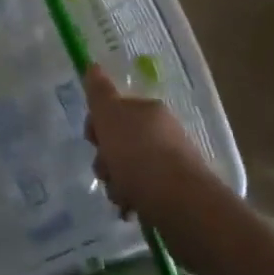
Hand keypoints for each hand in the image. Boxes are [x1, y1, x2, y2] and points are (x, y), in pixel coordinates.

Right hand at [83, 65, 211, 224]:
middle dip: (106, 159)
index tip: (93, 140)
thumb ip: (100, 93)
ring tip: (121, 196)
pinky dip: (134, 199)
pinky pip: (144, 191)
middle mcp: (162, 131)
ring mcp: (171, 162)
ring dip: (117, 183)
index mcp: (148, 110)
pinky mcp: (176, 191)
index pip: (114, 111)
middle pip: (120, 142)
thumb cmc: (139, 156)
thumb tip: (93, 66)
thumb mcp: (111, 117)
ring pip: (130, 169)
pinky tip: (132, 208)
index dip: (97, 125)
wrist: (180, 203)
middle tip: (106, 171)